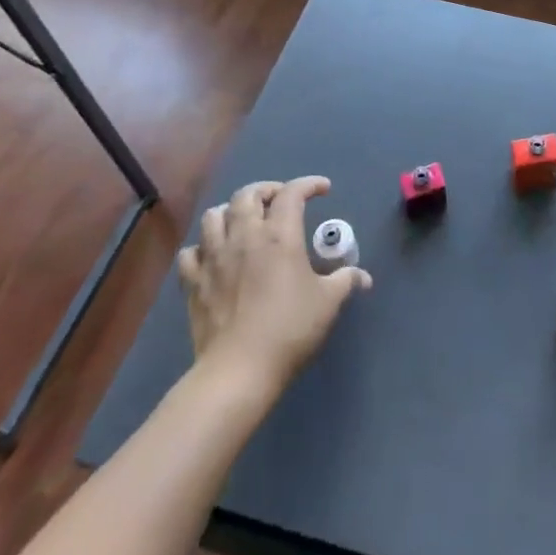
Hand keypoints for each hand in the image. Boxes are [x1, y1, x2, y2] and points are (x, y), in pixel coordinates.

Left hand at [178, 176, 371, 398]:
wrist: (239, 370)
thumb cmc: (289, 329)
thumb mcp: (328, 302)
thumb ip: (346, 281)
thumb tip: (364, 277)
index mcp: (279, 235)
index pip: (292, 193)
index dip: (309, 184)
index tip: (322, 189)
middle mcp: (244, 236)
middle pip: (248, 194)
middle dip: (266, 190)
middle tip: (279, 201)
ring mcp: (214, 257)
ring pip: (214, 216)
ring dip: (230, 212)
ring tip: (243, 222)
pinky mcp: (193, 282)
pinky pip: (191, 252)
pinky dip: (202, 247)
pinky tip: (213, 256)